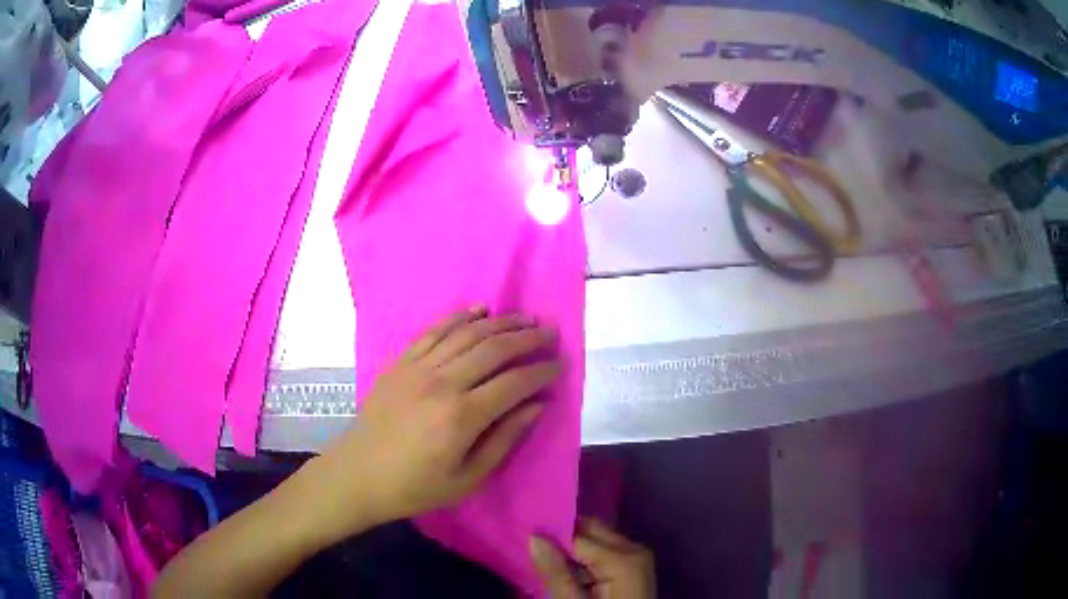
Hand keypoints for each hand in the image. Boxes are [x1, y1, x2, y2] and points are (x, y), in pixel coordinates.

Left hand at [305, 307, 560, 540]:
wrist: (358, 475)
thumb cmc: (415, 487)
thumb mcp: (468, 478)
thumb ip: (505, 439)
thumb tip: (537, 406)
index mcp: (461, 417)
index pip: (514, 383)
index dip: (541, 371)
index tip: (560, 364)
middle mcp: (442, 383)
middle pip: (494, 349)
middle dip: (527, 338)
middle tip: (550, 333)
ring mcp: (417, 368)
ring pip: (467, 333)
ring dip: (500, 322)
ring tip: (524, 319)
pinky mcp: (400, 362)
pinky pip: (434, 330)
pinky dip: (459, 317)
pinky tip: (479, 310)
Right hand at [530, 519, 655, 598]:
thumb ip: (556, 572)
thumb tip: (535, 537)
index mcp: (623, 558)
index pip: (579, 534)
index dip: (551, 535)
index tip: (525, 535)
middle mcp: (634, 549)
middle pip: (591, 531)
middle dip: (562, 537)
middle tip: (532, 546)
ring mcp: (637, 558)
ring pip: (597, 541)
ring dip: (571, 550)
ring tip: (543, 559)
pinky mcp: (633, 568)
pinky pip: (604, 554)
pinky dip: (584, 560)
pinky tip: (565, 571)